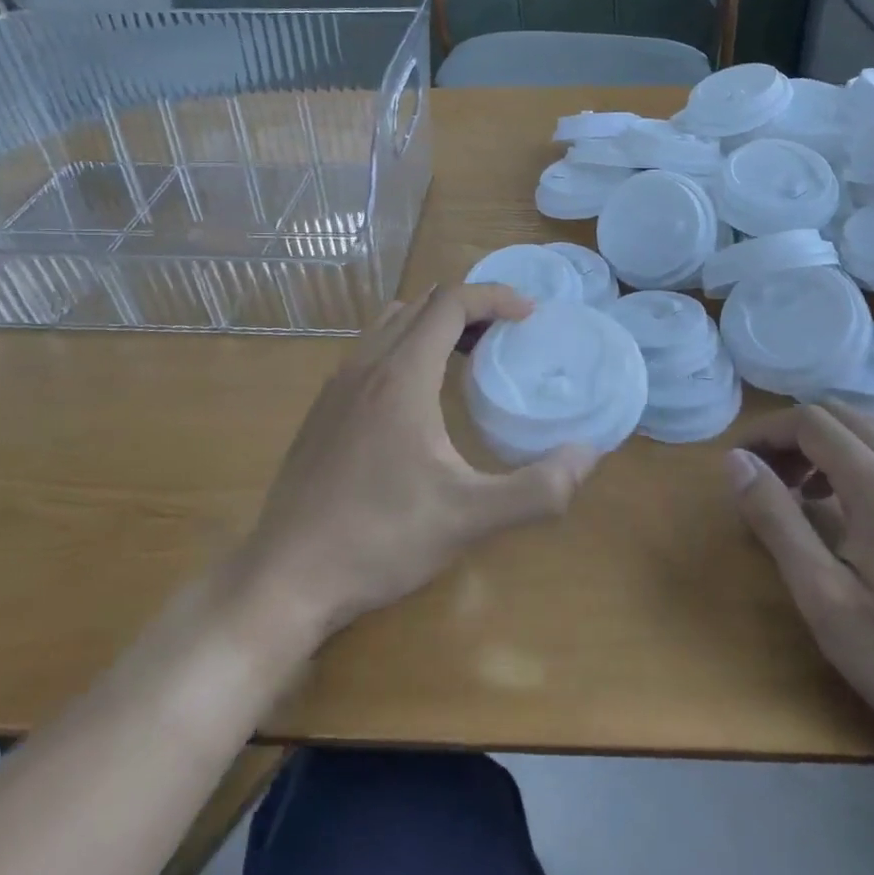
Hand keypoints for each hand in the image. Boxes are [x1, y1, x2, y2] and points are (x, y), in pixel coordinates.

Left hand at [236, 283, 600, 642]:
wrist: (285, 577)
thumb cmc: (379, 540)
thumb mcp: (469, 519)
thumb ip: (537, 489)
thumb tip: (588, 455)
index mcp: (402, 376)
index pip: (451, 302)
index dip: (495, 297)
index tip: (530, 315)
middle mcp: (366, 366)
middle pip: (422, 305)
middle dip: (470, 308)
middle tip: (506, 335)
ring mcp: (336, 386)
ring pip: (390, 324)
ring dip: (433, 325)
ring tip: (466, 357)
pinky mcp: (321, 410)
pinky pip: (369, 352)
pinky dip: (404, 348)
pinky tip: (417, 399)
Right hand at [725, 403, 873, 760]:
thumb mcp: (823, 595)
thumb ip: (776, 519)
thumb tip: (737, 461)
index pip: (810, 421)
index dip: (766, 432)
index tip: (739, 462)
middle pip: (842, 417)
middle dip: (794, 435)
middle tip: (766, 476)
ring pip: (872, 436)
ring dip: (826, 449)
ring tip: (802, 496)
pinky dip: (858, 465)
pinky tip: (852, 518)